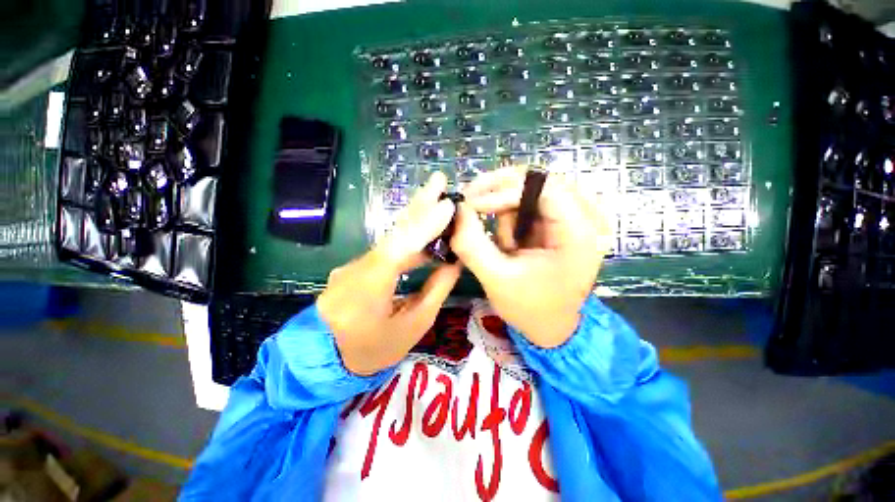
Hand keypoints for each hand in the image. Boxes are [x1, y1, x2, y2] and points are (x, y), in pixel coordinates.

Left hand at [317, 172, 461, 375]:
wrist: (326, 360)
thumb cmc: (374, 350)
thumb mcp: (413, 326)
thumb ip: (435, 291)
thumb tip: (453, 262)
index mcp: (370, 288)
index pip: (400, 248)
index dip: (425, 225)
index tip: (448, 205)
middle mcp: (358, 268)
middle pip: (393, 231)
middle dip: (419, 204)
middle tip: (438, 180)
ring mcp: (354, 265)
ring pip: (390, 236)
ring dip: (415, 216)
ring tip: (436, 197)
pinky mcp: (356, 266)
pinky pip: (387, 246)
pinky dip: (408, 234)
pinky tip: (424, 226)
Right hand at [450, 166, 611, 347]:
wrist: (551, 326)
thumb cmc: (529, 307)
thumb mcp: (496, 279)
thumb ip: (472, 244)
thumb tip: (457, 209)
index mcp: (581, 234)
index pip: (545, 188)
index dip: (504, 190)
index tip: (471, 203)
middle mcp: (588, 217)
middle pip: (540, 181)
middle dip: (500, 192)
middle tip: (471, 204)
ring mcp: (578, 216)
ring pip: (532, 188)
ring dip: (507, 209)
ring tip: (502, 243)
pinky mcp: (564, 220)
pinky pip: (532, 201)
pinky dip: (512, 214)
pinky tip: (510, 241)